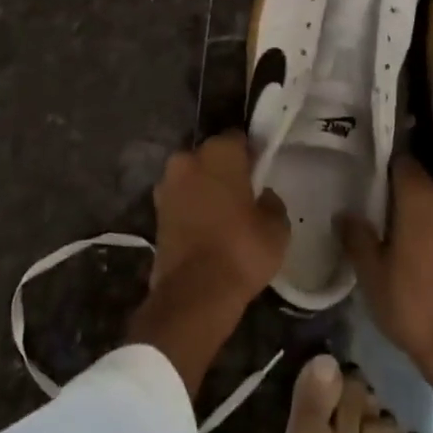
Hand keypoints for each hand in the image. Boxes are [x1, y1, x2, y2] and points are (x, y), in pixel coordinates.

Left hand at [148, 131, 289, 305]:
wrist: (194, 293)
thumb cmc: (241, 250)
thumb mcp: (277, 227)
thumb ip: (271, 202)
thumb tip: (261, 197)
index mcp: (218, 152)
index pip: (238, 139)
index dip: (250, 153)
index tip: (260, 170)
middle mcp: (187, 160)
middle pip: (210, 156)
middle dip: (223, 169)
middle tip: (243, 193)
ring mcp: (166, 186)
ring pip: (192, 178)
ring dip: (204, 189)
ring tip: (224, 215)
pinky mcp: (155, 213)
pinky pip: (181, 201)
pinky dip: (192, 209)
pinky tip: (207, 229)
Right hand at [339, 156, 432, 432]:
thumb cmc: (415, 308)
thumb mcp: (373, 276)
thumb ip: (357, 237)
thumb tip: (344, 213)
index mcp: (423, 199)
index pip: (404, 160)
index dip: (386, 162)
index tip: (371, 171)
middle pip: (426, 179)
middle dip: (405, 188)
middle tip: (383, 206)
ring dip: (427, 209)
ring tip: (406, 231)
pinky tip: (430, 250)